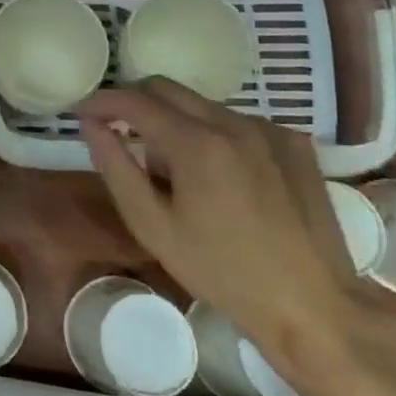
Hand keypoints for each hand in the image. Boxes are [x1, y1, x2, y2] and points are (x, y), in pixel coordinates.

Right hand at [76, 78, 359, 368]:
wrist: (314, 306)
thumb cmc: (222, 272)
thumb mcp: (152, 226)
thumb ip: (115, 167)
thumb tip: (91, 124)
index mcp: (197, 143)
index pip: (134, 100)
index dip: (101, 101)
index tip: (81, 112)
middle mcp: (234, 122)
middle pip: (167, 89)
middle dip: (134, 103)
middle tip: (118, 133)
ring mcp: (269, 130)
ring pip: (202, 105)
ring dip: (175, 122)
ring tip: (174, 171)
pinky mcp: (294, 143)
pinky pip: (237, 122)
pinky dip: (214, 134)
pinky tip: (220, 177)